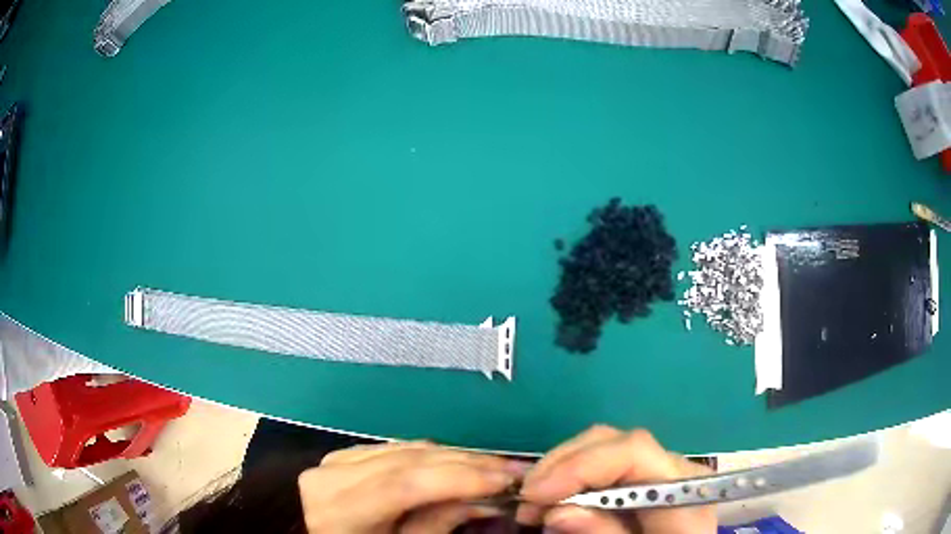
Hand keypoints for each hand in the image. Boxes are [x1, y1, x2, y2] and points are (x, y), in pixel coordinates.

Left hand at [298, 441, 521, 533]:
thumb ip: (438, 522)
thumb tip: (487, 500)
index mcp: (337, 509)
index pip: (403, 484)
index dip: (458, 478)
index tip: (505, 479)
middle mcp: (331, 475)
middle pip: (408, 461)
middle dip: (466, 463)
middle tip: (512, 469)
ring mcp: (335, 459)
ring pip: (406, 449)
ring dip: (454, 456)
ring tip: (494, 465)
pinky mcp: (343, 454)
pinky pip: (395, 448)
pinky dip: (431, 455)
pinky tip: (457, 461)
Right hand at [518, 426, 716, 533]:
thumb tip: (557, 511)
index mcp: (683, 489)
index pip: (634, 451)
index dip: (579, 466)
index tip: (535, 495)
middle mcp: (675, 467)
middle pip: (614, 441)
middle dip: (561, 465)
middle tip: (526, 500)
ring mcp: (661, 469)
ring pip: (604, 445)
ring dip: (560, 469)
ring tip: (533, 502)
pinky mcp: (647, 477)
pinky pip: (605, 463)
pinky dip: (572, 476)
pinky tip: (553, 497)